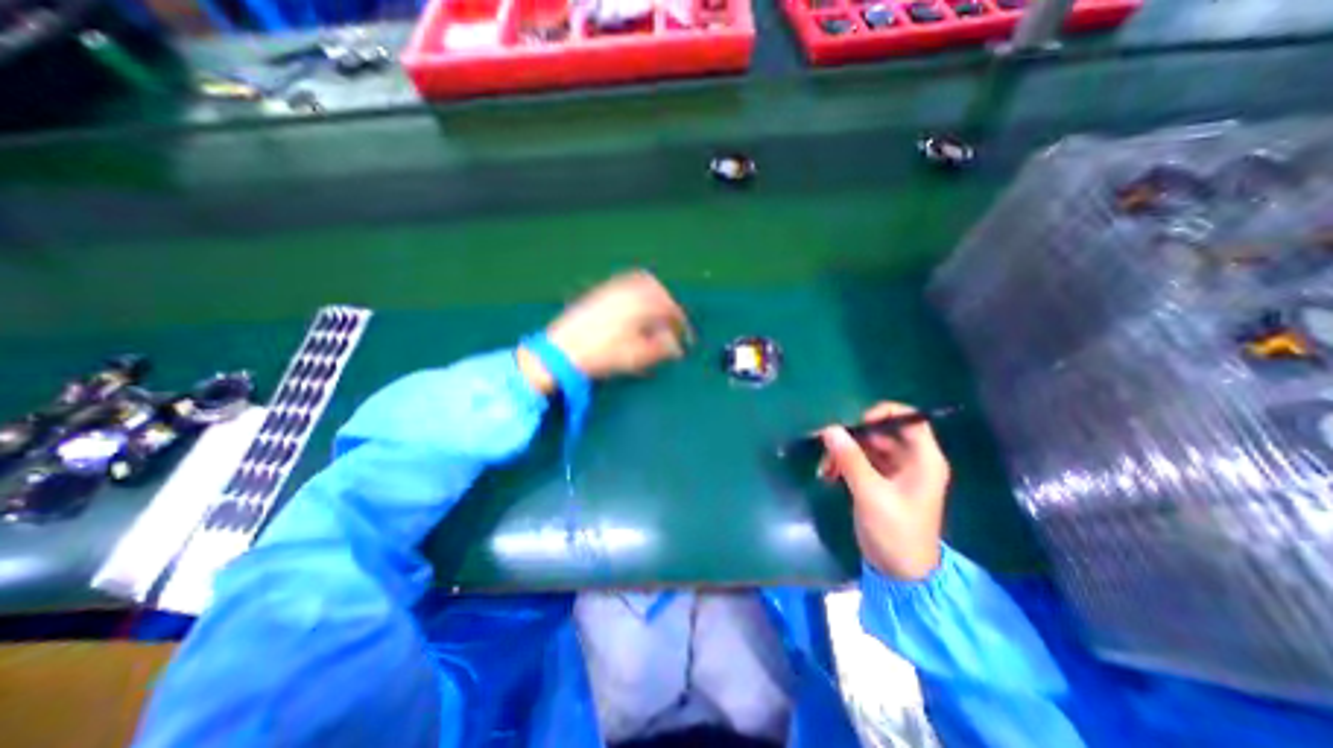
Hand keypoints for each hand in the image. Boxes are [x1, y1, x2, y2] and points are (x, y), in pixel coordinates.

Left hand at [519, 270, 692, 390]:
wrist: (560, 351)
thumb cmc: (599, 355)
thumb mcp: (634, 357)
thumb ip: (660, 349)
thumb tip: (677, 348)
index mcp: (639, 306)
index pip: (668, 307)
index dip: (680, 321)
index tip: (683, 333)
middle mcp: (627, 292)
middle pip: (657, 289)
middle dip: (668, 304)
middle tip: (671, 321)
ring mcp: (611, 289)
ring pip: (641, 282)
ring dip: (654, 294)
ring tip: (655, 313)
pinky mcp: (599, 292)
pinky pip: (625, 282)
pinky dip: (637, 290)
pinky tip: (634, 306)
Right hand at [817, 399, 951, 580]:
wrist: (900, 573)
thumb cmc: (895, 532)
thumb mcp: (870, 493)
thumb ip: (850, 459)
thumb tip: (829, 428)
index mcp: (923, 460)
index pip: (910, 420)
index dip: (884, 413)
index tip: (855, 421)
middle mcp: (911, 460)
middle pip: (881, 433)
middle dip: (852, 437)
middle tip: (827, 446)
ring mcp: (895, 472)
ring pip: (867, 447)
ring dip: (843, 452)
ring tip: (824, 467)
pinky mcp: (880, 482)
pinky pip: (860, 462)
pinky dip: (843, 464)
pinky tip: (827, 475)